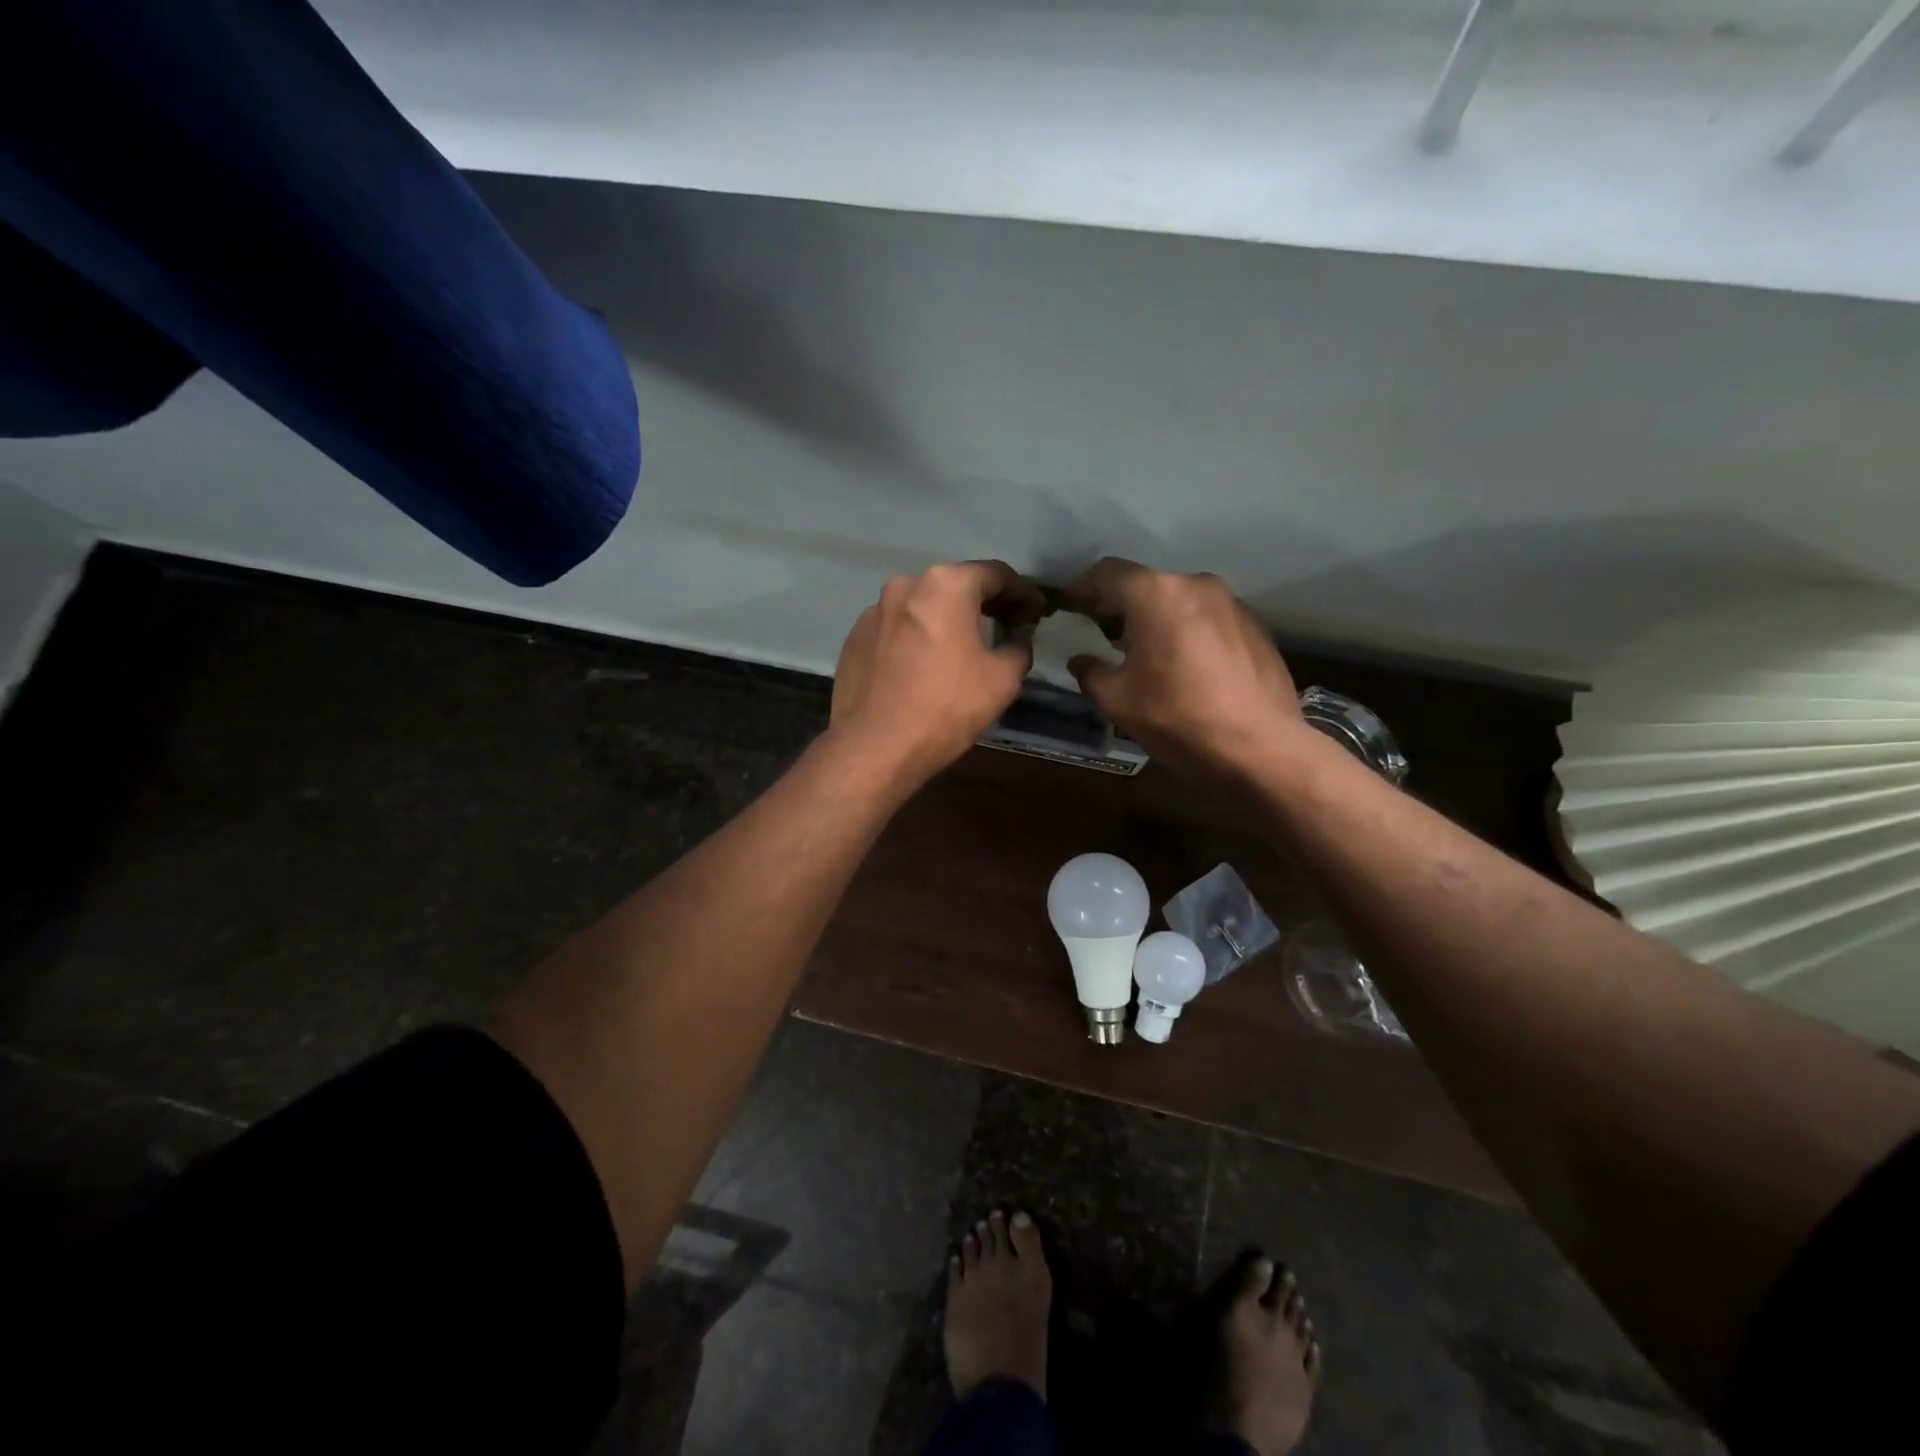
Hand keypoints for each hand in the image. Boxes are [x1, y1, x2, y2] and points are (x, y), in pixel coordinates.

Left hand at [831, 561, 1045, 782]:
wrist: (875, 746)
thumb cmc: (946, 707)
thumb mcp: (1002, 679)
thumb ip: (1019, 646)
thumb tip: (1019, 635)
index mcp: (946, 585)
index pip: (996, 574)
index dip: (1023, 592)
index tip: (1036, 613)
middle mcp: (906, 586)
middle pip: (956, 585)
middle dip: (985, 602)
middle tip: (1007, 625)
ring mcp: (873, 611)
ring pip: (922, 607)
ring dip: (947, 619)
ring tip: (964, 647)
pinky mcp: (854, 638)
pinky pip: (897, 629)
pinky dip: (917, 638)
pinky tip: (925, 666)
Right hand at [1061, 558, 1310, 778]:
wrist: (1261, 748)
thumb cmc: (1178, 718)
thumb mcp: (1117, 700)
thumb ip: (1091, 672)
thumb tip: (1081, 660)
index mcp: (1156, 594)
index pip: (1107, 573)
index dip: (1082, 588)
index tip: (1069, 607)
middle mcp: (1196, 585)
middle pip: (1145, 583)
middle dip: (1118, 604)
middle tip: (1100, 631)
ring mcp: (1231, 603)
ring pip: (1178, 599)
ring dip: (1154, 617)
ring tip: (1142, 650)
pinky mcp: (1254, 626)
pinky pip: (1206, 617)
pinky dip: (1185, 629)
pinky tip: (1182, 664)